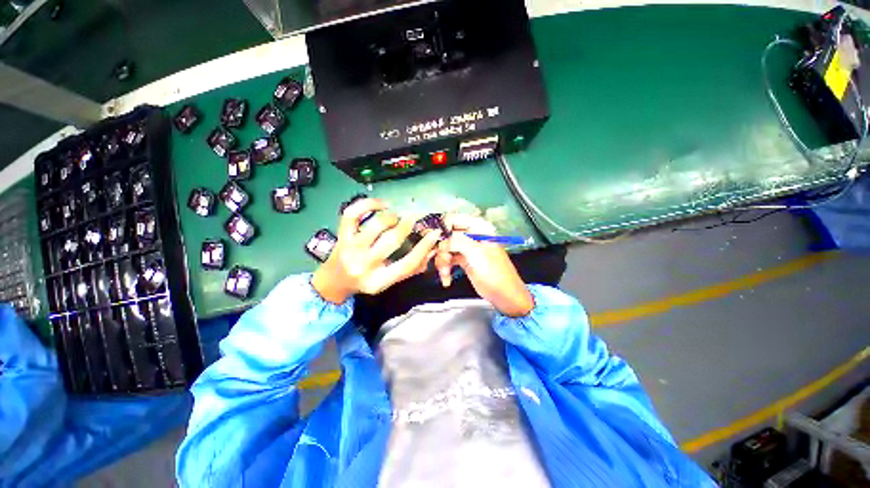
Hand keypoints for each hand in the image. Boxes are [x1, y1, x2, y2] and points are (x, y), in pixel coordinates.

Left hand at [312, 199, 440, 303]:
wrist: (334, 281)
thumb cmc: (367, 280)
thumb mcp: (389, 280)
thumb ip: (412, 267)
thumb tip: (432, 250)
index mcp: (379, 280)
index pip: (407, 263)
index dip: (424, 247)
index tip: (434, 233)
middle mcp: (364, 265)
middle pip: (392, 240)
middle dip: (407, 225)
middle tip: (414, 218)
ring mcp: (351, 248)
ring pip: (376, 225)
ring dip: (391, 217)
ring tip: (396, 217)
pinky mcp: (341, 235)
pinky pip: (353, 214)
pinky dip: (368, 204)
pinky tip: (381, 204)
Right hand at [435, 214, 533, 316]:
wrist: (504, 295)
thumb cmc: (494, 274)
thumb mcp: (476, 254)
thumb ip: (458, 241)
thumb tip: (442, 238)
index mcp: (479, 228)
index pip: (455, 219)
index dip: (443, 227)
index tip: (434, 239)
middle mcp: (472, 235)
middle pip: (447, 234)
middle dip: (442, 249)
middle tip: (443, 261)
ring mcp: (467, 248)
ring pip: (446, 248)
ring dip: (442, 261)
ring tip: (445, 274)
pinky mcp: (463, 260)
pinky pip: (448, 259)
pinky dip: (445, 268)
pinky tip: (446, 278)